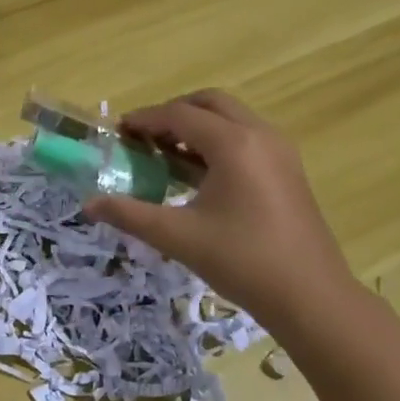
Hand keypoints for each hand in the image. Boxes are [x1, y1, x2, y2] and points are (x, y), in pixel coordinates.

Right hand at [84, 90, 356, 327]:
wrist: (310, 296)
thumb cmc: (241, 260)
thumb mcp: (177, 237)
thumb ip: (129, 214)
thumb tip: (89, 204)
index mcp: (234, 144)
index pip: (180, 115)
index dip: (145, 120)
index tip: (118, 132)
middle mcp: (260, 136)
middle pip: (210, 104)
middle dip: (174, 113)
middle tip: (144, 136)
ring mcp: (280, 152)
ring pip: (232, 119)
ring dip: (197, 127)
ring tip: (166, 154)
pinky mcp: (288, 171)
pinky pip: (247, 138)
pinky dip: (218, 142)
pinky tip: (199, 175)